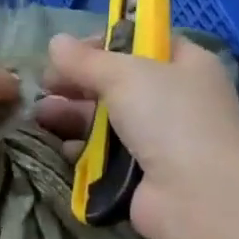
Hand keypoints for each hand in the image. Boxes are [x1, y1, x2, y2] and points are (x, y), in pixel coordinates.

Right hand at [35, 33, 238, 238]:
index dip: (105, 44)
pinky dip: (83, 150)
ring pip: (108, 120)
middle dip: (79, 83)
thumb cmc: (169, 118)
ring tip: (41, 115)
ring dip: (74, 115)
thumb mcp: (125, 75)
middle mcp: (176, 100)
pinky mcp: (143, 175)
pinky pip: (107, 155)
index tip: (70, 52)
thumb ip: (86, 60)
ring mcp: (161, 140)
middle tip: (45, 86)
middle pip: (119, 84)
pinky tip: (61, 146)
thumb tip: (55, 42)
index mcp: (186, 65)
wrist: (197, 196)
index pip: (143, 43)